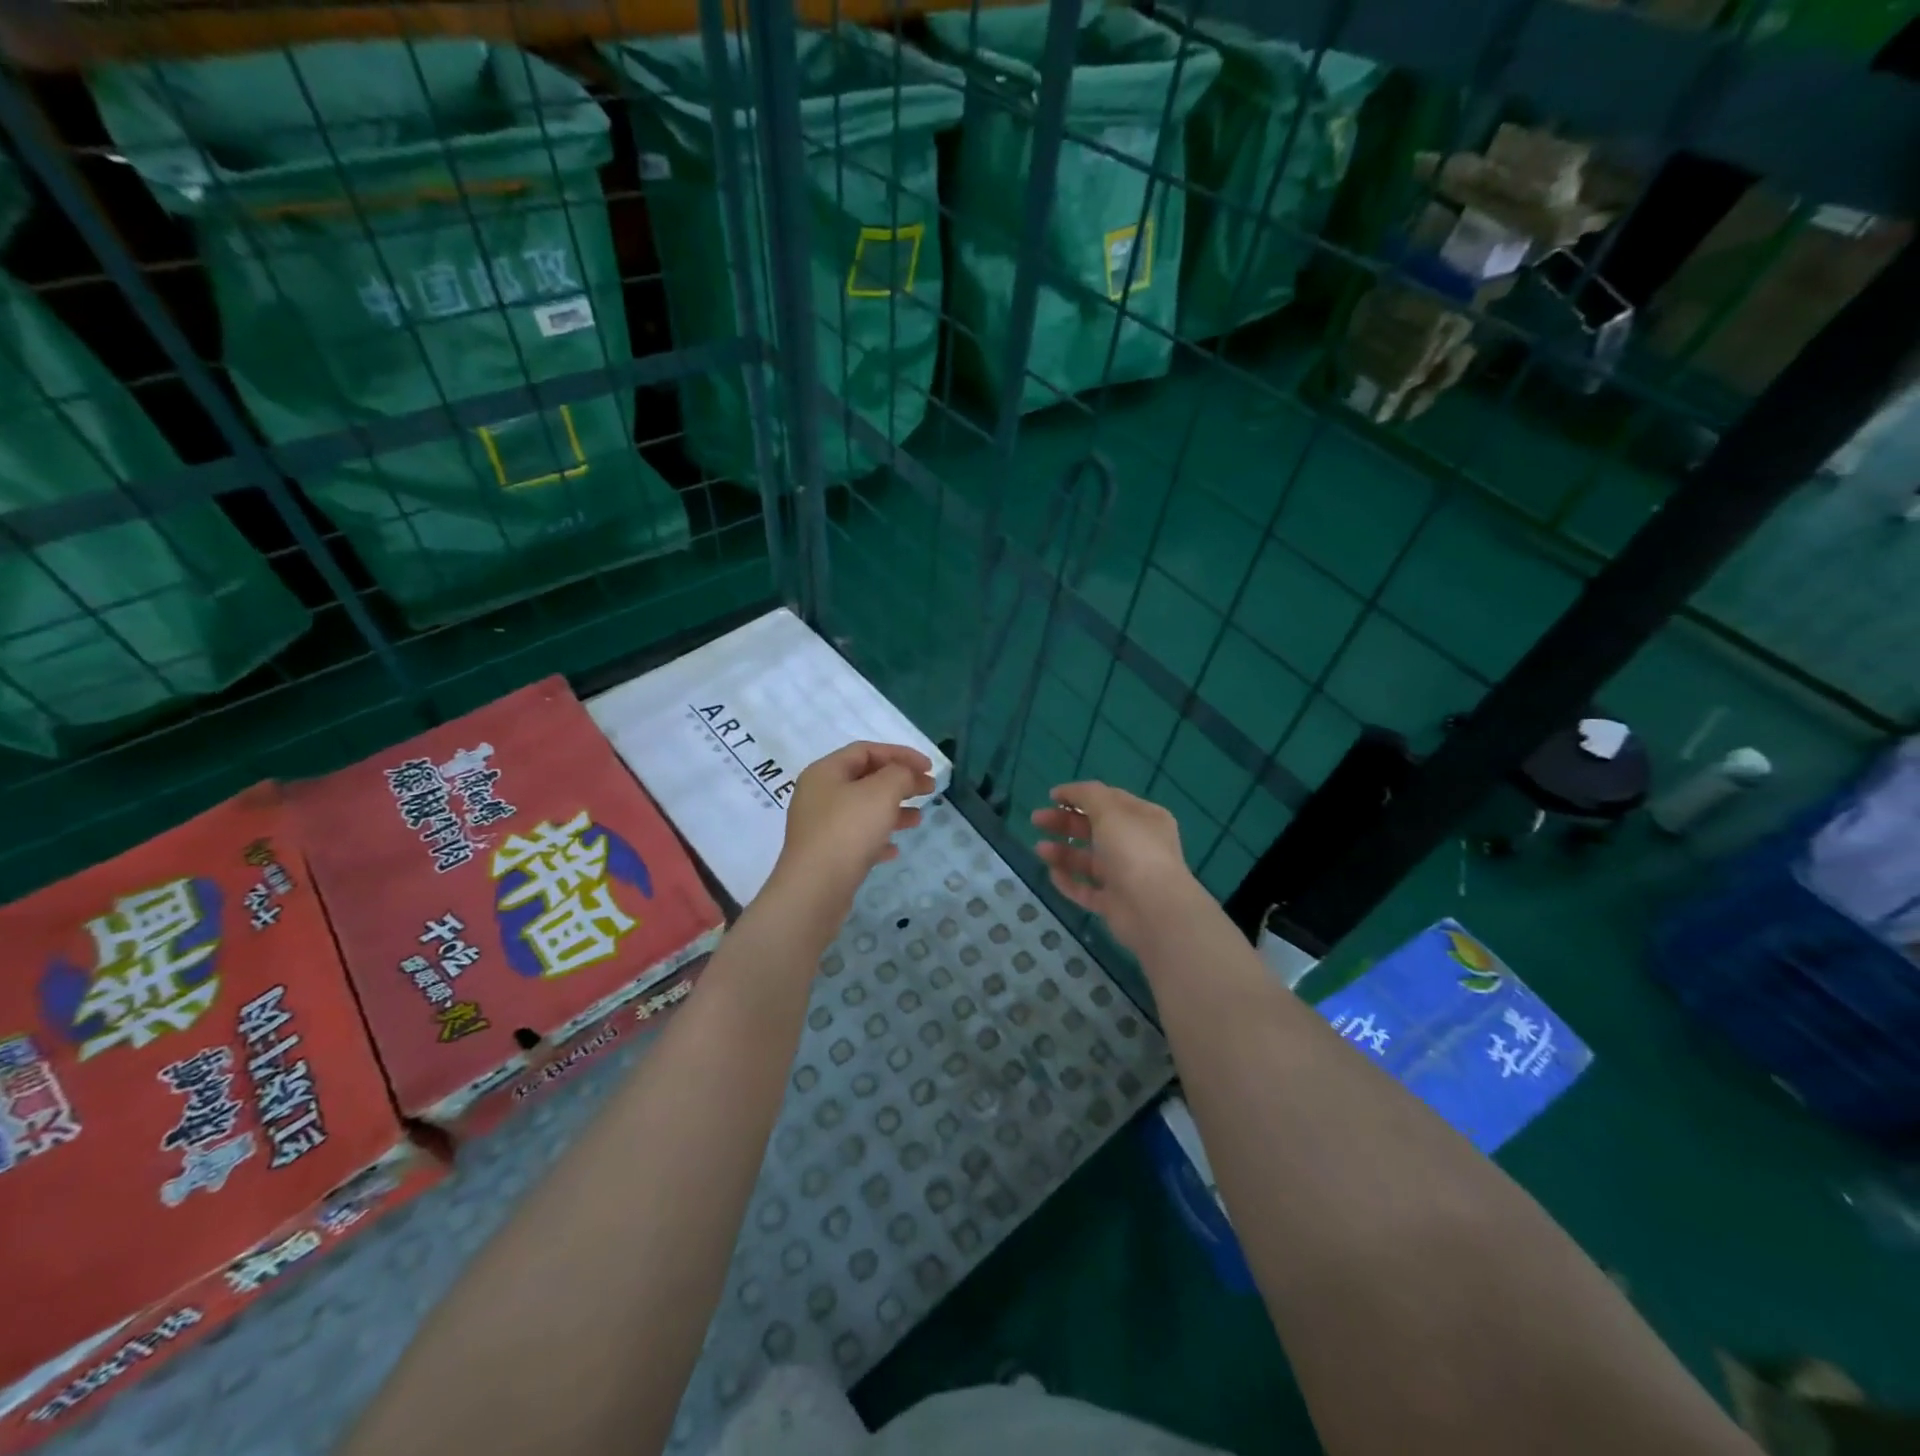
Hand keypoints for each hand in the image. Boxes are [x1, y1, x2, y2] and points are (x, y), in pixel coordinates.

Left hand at [769, 741, 933, 918]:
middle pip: (865, 779)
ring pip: (863, 810)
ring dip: (893, 811)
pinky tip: (894, 850)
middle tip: (929, 789)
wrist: (815, 889)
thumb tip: (906, 774)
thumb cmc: (848, 830)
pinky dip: (878, 838)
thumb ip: (900, 774)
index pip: (866, 750)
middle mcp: (819, 795)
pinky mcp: (826, 854)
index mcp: (825, 772)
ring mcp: (820, 826)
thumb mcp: (881, 792)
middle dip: (900, 782)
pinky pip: (856, 838)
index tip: (928, 768)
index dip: (900, 754)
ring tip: (918, 819)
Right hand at [1031, 780, 1203, 954]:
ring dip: (1063, 852)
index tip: (1051, 796)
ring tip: (1040, 849)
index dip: (1079, 795)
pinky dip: (1069, 881)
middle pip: (1094, 829)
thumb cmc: (1133, 850)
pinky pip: (1086, 889)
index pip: (1109, 800)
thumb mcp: (1110, 811)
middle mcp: (1136, 845)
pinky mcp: (1114, 903)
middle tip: (1036, 820)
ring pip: (1088, 860)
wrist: (1153, 909)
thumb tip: (1065, 790)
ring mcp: (1125, 876)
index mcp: (1143, 818)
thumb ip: (1086, 795)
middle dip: (1064, 822)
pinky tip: (1052, 873)